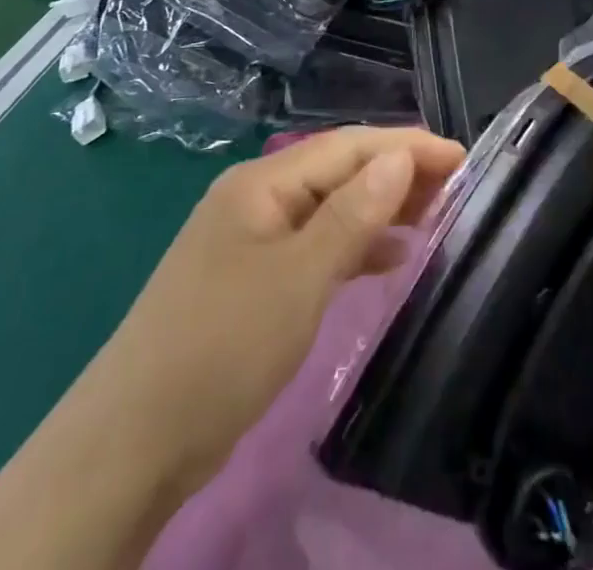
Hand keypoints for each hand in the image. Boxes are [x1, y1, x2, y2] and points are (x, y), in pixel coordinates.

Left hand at [111, 127, 465, 487]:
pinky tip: (388, 258)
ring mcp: (252, 241)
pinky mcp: (252, 282)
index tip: (462, 156)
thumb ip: (354, 214)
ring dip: (380, 209)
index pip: (349, 146)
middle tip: (455, 187)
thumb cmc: (222, 347)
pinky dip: (355, 246)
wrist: (131, 445)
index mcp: (263, 183)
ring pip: (330, 208)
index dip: (407, 146)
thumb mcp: (299, 278)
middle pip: (339, 171)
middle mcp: (257, 199)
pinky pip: (316, 246)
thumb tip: (400, 159)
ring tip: (434, 217)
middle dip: (397, 173)